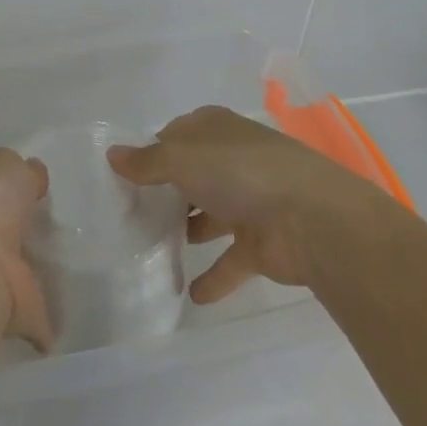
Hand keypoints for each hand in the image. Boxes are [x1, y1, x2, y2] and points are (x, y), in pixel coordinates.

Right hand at [107, 105, 378, 304]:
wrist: (314, 221)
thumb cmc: (241, 174)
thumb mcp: (182, 159)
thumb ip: (146, 162)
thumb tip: (112, 155)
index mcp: (217, 131)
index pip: (177, 135)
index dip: (152, 151)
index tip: (125, 175)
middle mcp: (234, 161)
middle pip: (193, 175)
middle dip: (168, 192)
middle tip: (130, 213)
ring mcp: (251, 203)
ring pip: (211, 216)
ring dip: (189, 230)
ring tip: (152, 247)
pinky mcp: (262, 244)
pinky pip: (230, 261)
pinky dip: (214, 277)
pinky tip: (191, 295)